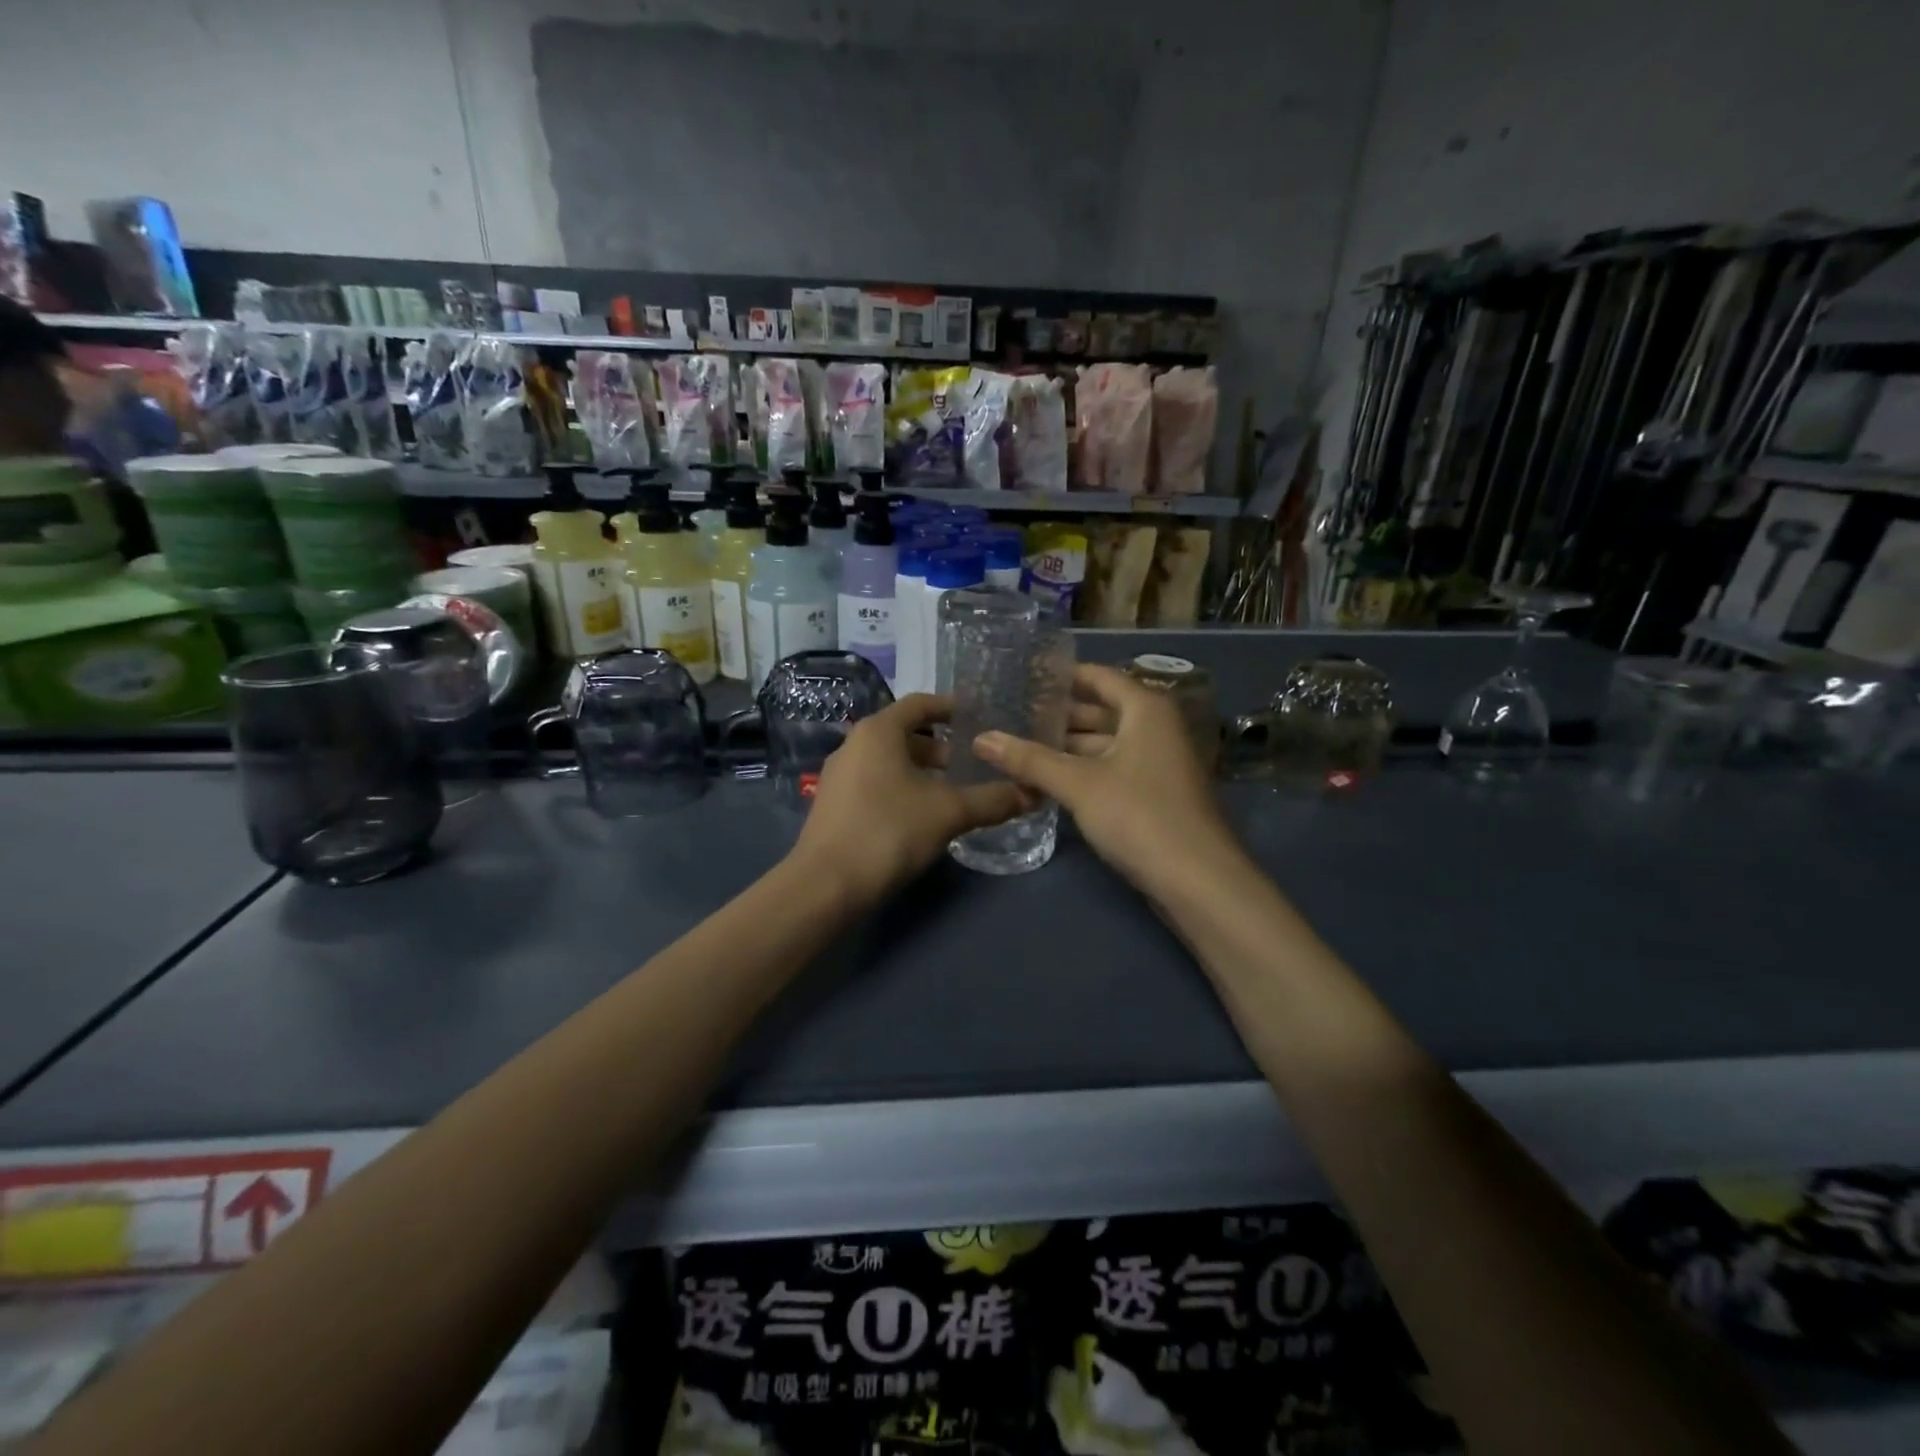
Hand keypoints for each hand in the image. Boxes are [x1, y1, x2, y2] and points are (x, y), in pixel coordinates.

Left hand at [793, 694, 1032, 907]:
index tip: (980, 718)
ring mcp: (840, 776)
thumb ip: (992, 800)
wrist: (826, 885)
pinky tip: (923, 817)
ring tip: (954, 793)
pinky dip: (903, 789)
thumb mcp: (949, 813)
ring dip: (923, 772)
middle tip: (974, 765)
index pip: (920, 704)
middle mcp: (854, 744)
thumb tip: (1032, 793)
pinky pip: (876, 783)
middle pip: (905, 734)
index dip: (951, 707)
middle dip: (941, 748)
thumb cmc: (889, 831)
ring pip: (890, 762)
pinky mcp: (834, 805)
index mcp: (878, 731)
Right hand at [973, 663, 1239, 895]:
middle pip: (1101, 711)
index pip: (1098, 677)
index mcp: (1145, 709)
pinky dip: (1082, 770)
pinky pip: (1111, 769)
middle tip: (1010, 714)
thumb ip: (1029, 759)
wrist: (1197, 881)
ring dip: (1067, 748)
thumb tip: (981, 738)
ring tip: (1019, 747)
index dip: (1062, 675)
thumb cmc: (1139, 815)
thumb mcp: (1078, 784)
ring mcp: (1157, 763)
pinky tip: (1047, 780)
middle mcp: (1156, 728)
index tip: (1023, 676)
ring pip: (1105, 744)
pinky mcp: (1154, 795)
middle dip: (1058, 715)